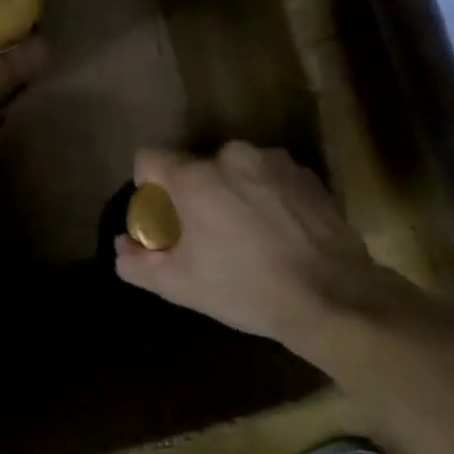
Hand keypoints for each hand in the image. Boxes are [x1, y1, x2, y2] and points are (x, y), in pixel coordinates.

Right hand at [114, 142, 444, 359]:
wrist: (332, 297)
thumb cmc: (245, 290)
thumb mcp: (180, 286)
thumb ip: (137, 262)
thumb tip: (121, 245)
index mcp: (194, 178)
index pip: (148, 159)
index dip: (148, 187)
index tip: (162, 218)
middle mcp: (231, 156)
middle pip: (194, 167)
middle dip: (193, 194)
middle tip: (207, 235)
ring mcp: (273, 160)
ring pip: (233, 169)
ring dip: (230, 192)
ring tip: (247, 234)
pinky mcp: (306, 172)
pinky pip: (268, 175)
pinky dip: (264, 194)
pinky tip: (278, 231)